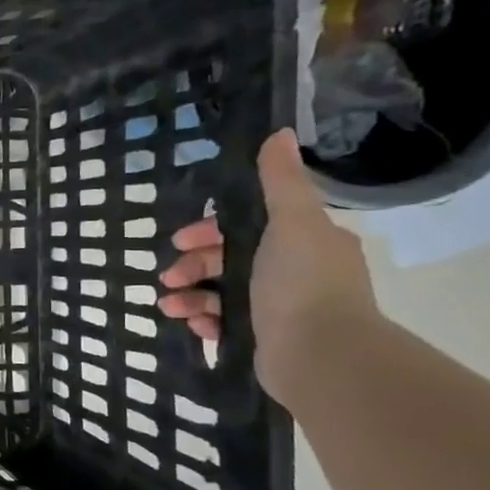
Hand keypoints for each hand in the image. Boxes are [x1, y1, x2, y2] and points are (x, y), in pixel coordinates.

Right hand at [157, 129, 377, 400]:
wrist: (320, 355)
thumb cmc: (302, 283)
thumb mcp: (291, 223)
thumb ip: (280, 182)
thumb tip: (279, 133)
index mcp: (305, 241)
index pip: (247, 226)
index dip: (209, 230)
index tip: (181, 241)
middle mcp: (295, 272)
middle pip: (228, 260)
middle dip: (193, 265)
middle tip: (169, 277)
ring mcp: (280, 308)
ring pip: (220, 292)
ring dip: (190, 295)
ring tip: (170, 306)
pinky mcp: (264, 338)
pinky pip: (223, 322)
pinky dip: (203, 320)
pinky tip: (191, 324)